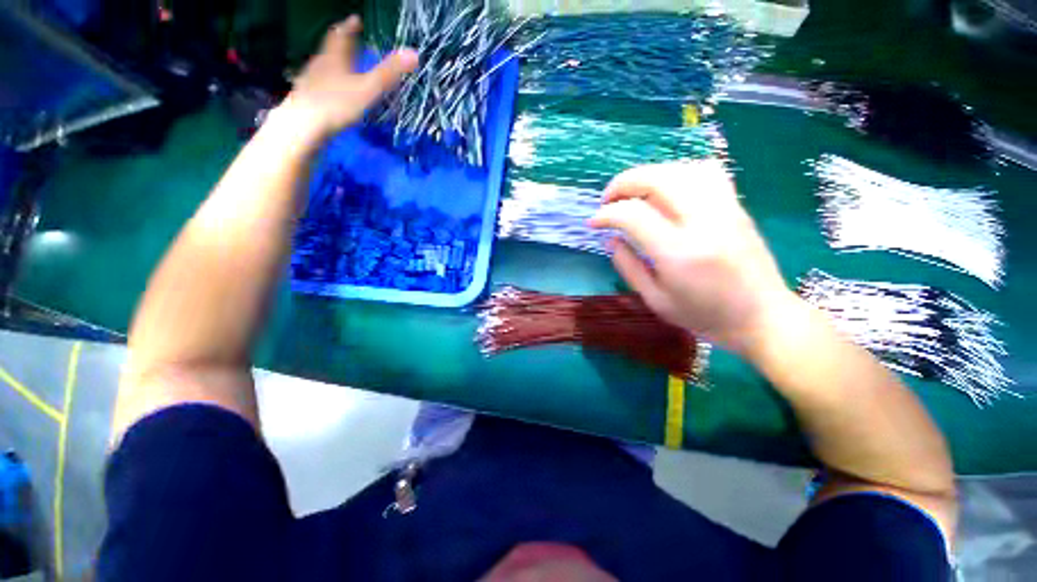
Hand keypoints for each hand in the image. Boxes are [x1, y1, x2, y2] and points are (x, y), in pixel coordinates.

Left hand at [282, 16, 418, 137]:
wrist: (303, 126)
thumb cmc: (336, 104)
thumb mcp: (367, 89)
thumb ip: (388, 73)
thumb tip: (414, 54)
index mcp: (334, 58)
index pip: (341, 35)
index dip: (349, 26)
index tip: (356, 19)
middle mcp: (320, 65)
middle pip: (331, 49)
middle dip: (342, 43)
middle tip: (351, 40)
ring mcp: (311, 82)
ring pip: (325, 66)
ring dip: (336, 63)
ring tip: (345, 66)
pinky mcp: (309, 99)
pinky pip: (322, 84)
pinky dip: (331, 82)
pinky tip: (334, 92)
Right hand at [589, 160, 797, 353]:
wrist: (762, 316)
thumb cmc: (704, 316)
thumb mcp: (655, 300)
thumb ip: (628, 266)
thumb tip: (611, 238)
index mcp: (678, 253)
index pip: (633, 215)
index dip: (606, 214)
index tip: (594, 222)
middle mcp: (703, 222)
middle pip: (657, 179)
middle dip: (623, 183)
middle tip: (607, 200)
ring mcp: (725, 209)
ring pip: (681, 168)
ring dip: (649, 175)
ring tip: (633, 193)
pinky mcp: (736, 206)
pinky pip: (705, 172)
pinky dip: (677, 172)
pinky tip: (666, 189)